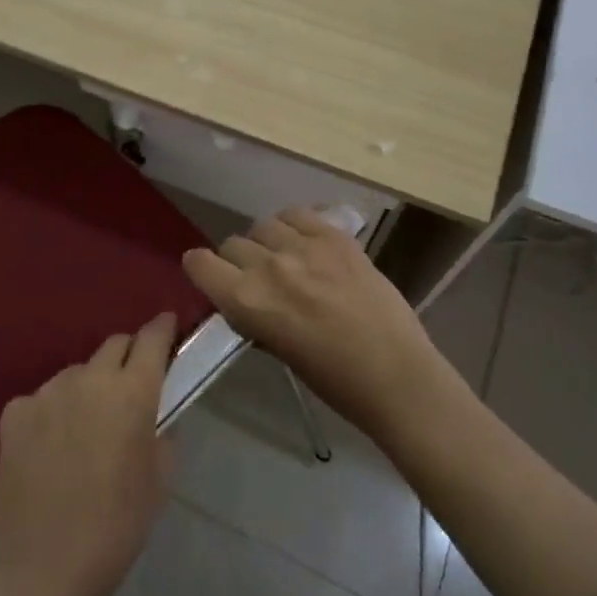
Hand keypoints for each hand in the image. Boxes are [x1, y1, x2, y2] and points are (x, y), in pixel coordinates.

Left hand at [0, 313, 176, 595]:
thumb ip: (161, 433)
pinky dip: (53, 411)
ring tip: (87, 427)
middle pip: (114, 346)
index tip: (168, 325)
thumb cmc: (116, 529)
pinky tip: (51, 447)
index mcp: (131, 393)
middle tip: (130, 385)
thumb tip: (153, 414)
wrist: (44, 572)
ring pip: (77, 373)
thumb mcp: (158, 481)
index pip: (151, 339)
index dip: (162, 329)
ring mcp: (46, 392)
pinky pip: (43, 398)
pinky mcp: (14, 412)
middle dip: (127, 357)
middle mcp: (88, 379)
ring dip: (89, 387)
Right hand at [182, 208, 439, 440]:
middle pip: (232, 243)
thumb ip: (255, 316)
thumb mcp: (278, 350)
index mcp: (247, 302)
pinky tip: (306, 243)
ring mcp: (304, 246)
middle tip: (259, 279)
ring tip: (286, 259)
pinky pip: (298, 214)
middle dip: (238, 261)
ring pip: (264, 225)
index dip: (201, 269)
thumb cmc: (334, 381)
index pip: (200, 264)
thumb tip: (246, 299)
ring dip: (267, 242)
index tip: (210, 276)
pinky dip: (294, 225)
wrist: (396, 374)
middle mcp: (268, 266)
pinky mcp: (335, 236)